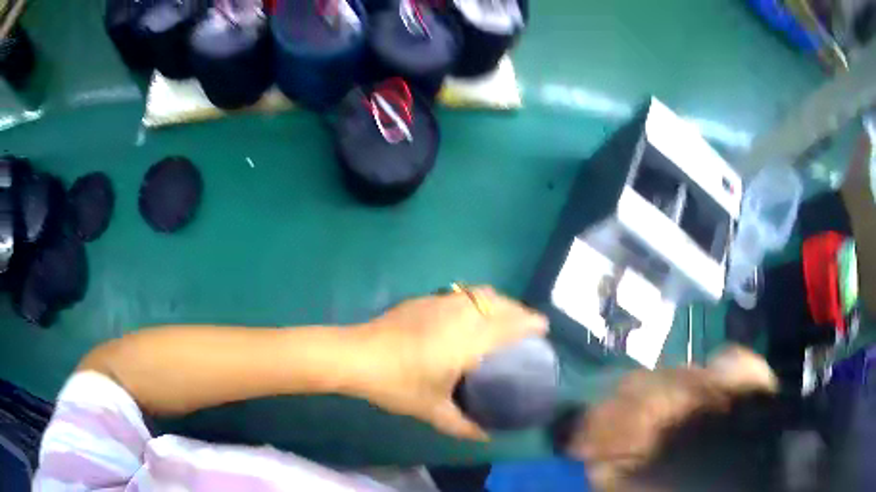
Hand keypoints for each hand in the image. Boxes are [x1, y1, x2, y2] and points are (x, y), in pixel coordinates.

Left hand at [352, 286, 547, 440]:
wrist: (357, 355)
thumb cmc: (398, 383)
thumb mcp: (432, 410)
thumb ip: (462, 424)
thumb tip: (485, 436)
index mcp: (468, 339)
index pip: (509, 323)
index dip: (530, 321)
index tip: (543, 328)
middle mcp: (459, 314)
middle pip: (498, 301)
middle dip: (517, 309)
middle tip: (524, 326)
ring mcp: (440, 302)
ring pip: (478, 293)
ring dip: (497, 302)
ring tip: (500, 318)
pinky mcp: (423, 299)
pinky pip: (460, 294)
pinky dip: (475, 300)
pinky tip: (466, 317)